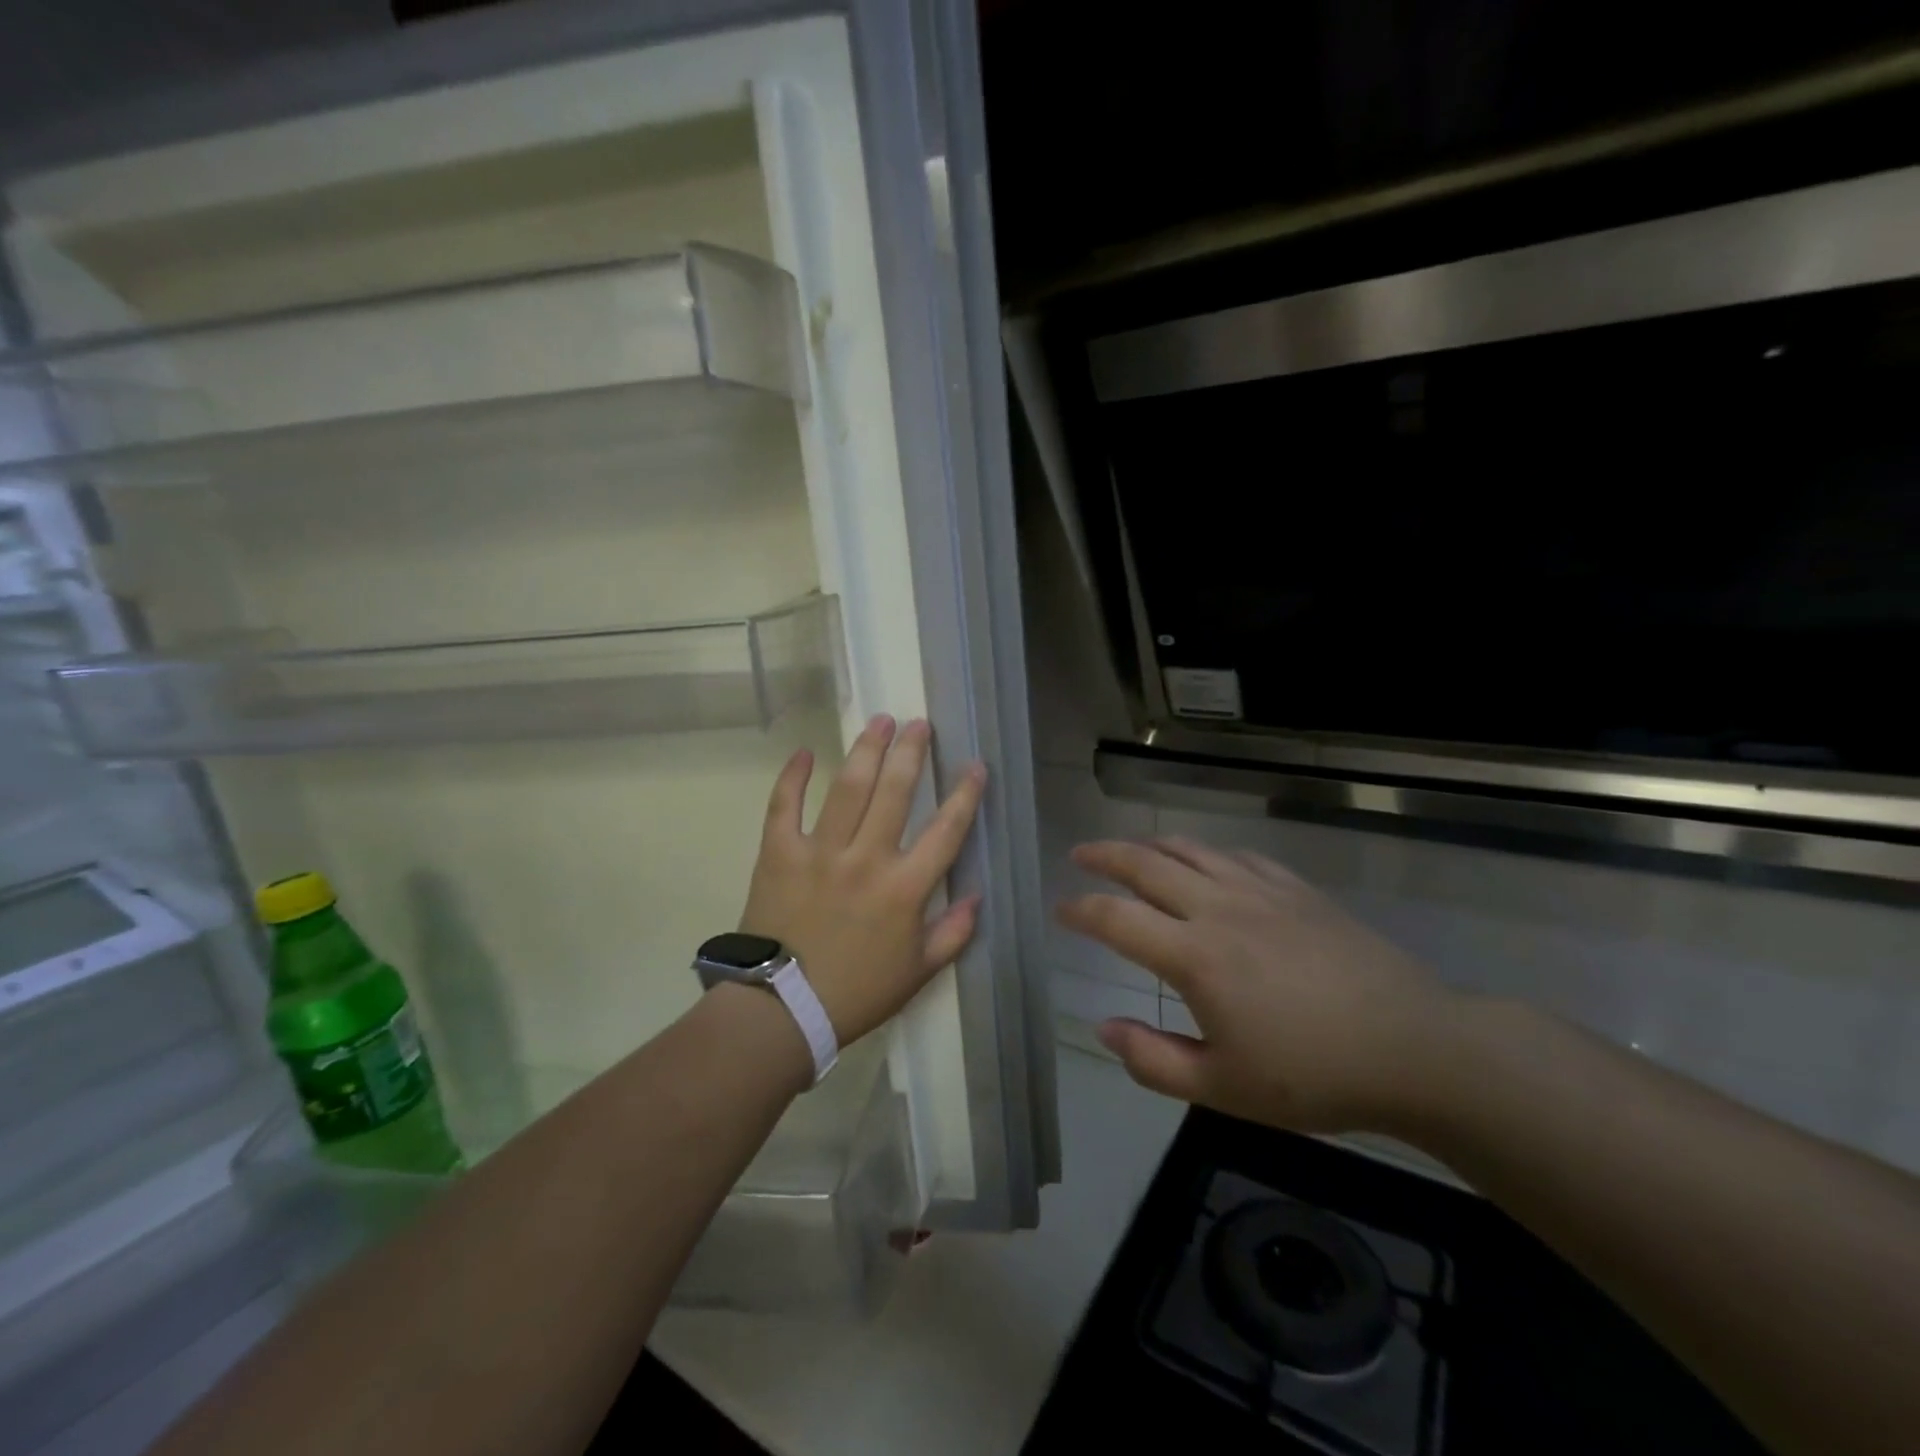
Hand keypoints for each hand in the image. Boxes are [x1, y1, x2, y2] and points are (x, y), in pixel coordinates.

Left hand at [739, 715, 987, 1045]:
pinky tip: (806, 752)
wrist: (781, 1012)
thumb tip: (976, 896)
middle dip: (911, 752)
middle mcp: (866, 859)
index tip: (975, 765)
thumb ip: (953, 934)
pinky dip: (793, 777)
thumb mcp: (918, 973)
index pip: (946, 830)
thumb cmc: (856, 993)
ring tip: (880, 721)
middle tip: (919, 723)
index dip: (965, 794)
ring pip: (848, 789)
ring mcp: (820, 852)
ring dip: (867, 750)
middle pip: (895, 793)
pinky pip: (784, 806)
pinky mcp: (779, 854)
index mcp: (905, 888)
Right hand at [1057, 837, 1461, 1133]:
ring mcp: (1260, 891)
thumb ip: (1153, 1059)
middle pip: (1146, 864)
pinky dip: (1205, 853)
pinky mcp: (1296, 890)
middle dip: (1104, 855)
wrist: (1414, 1048)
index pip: (1116, 918)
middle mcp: (1219, 908)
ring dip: (1150, 844)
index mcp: (1194, 956)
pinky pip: (1236, 856)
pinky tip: (1204, 862)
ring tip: (1130, 850)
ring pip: (1190, 849)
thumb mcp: (1223, 1088)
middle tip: (1080, 854)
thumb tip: (1103, 1028)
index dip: (1080, 910)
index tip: (1060, 910)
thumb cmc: (1313, 1076)